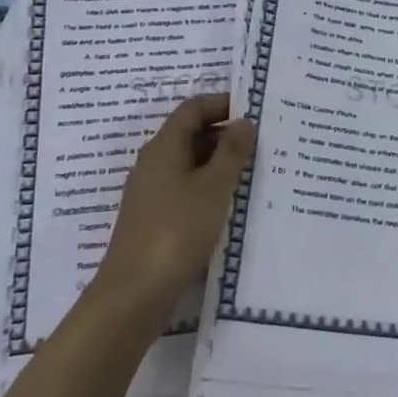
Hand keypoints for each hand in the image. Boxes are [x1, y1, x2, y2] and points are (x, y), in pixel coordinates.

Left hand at [99, 93, 254, 314]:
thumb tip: (244, 122)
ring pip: (190, 163)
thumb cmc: (176, 231)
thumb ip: (231, 153)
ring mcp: (152, 192)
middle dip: (225, 133)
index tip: (255, 110)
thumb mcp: (212, 188)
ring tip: (255, 170)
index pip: (192, 109)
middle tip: (262, 143)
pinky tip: (231, 202)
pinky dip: (210, 186)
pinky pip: (186, 188)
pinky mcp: (155, 217)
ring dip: (219, 162)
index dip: (222, 104)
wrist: (135, 293)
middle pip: (190, 134)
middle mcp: (154, 164)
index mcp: (163, 148)